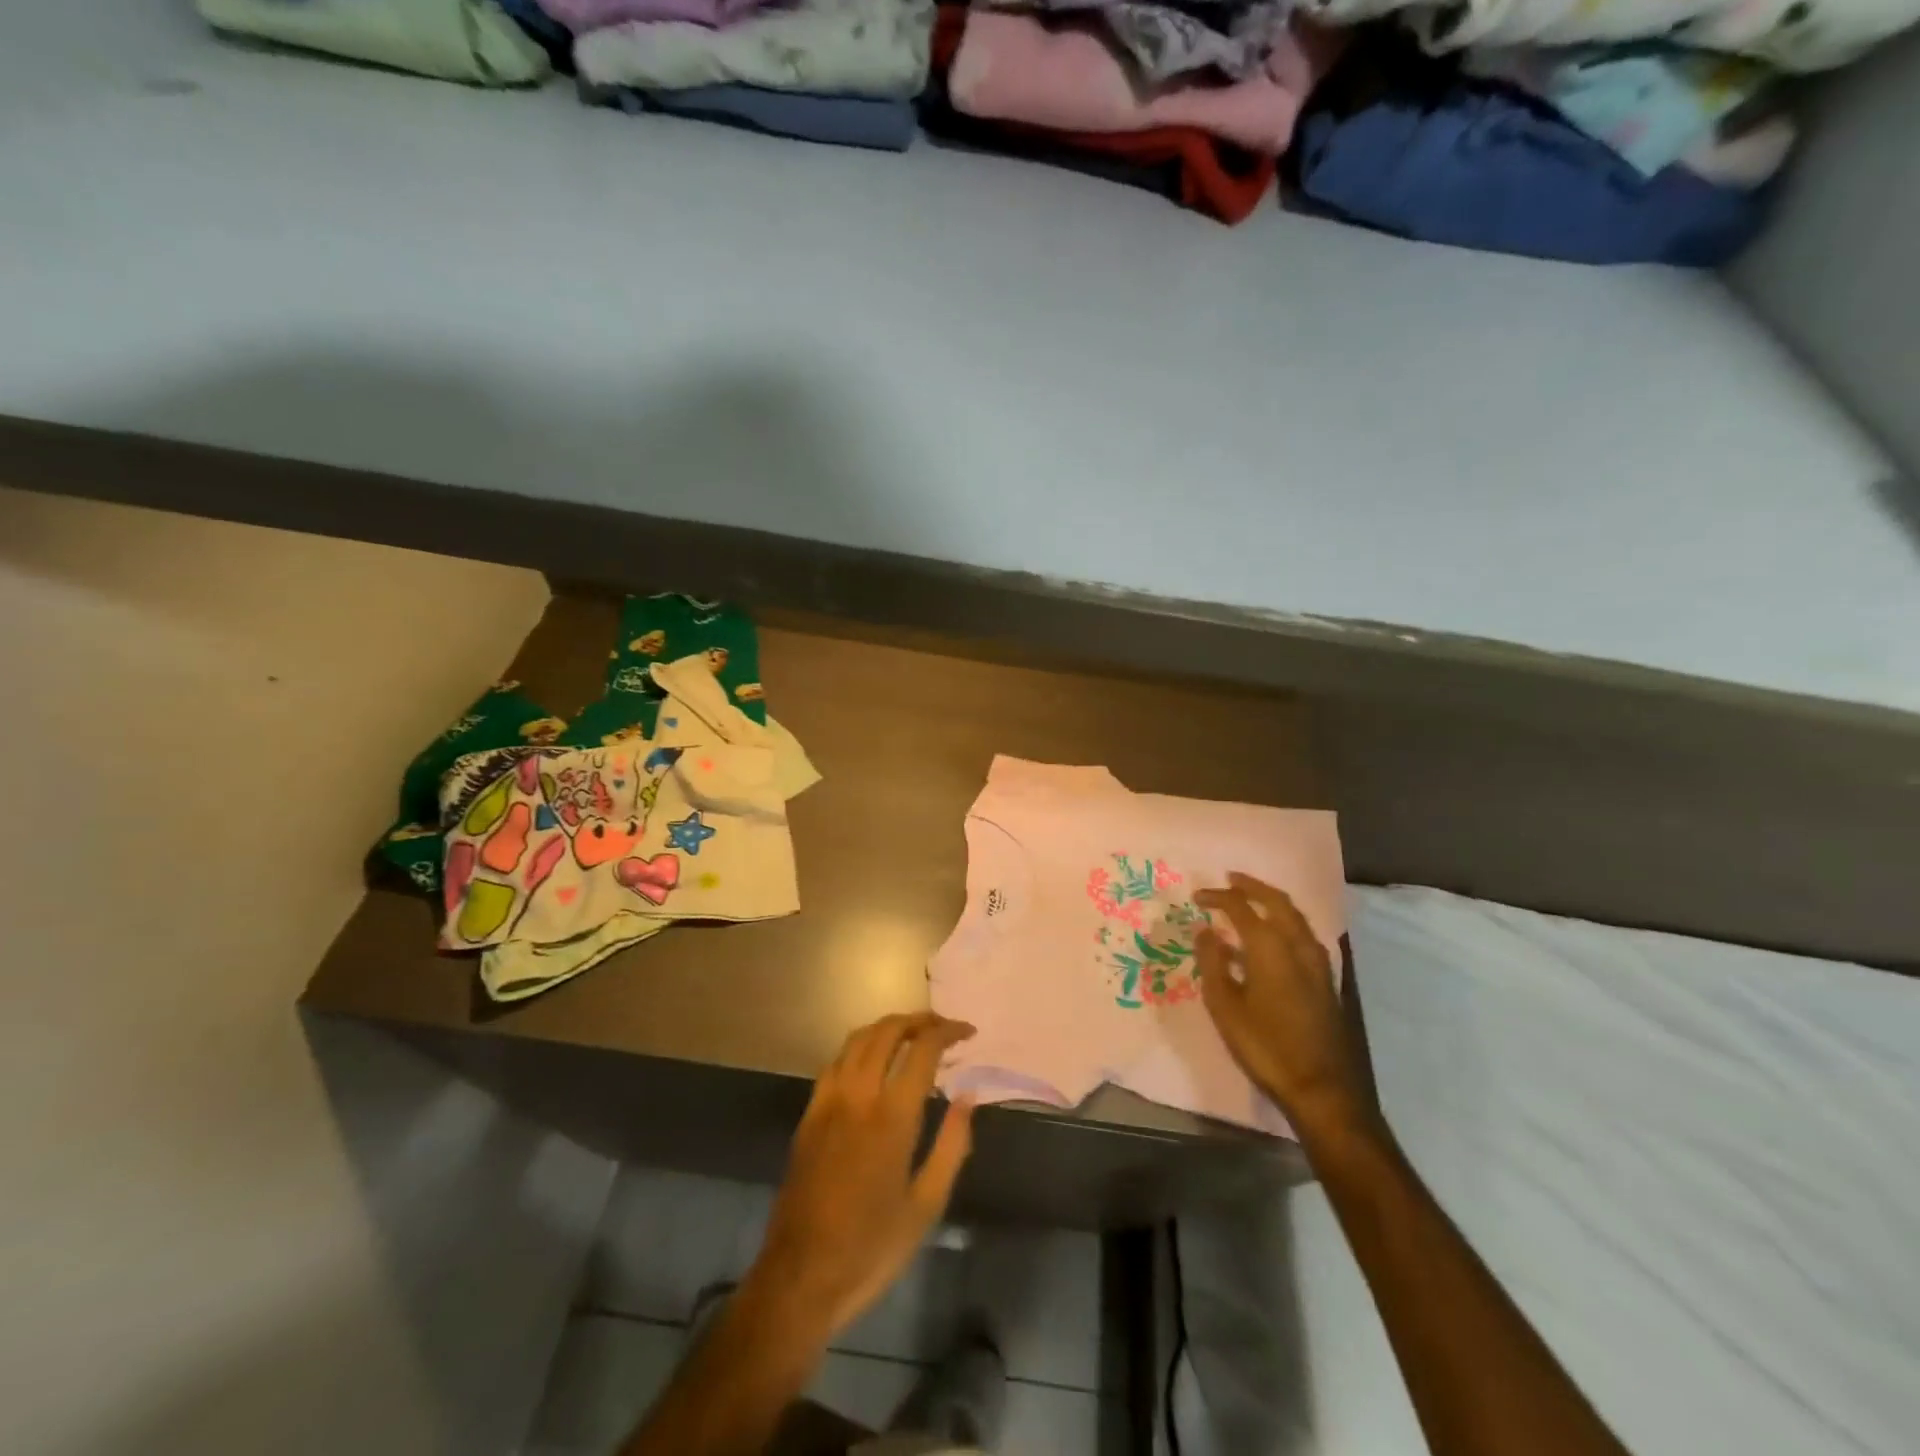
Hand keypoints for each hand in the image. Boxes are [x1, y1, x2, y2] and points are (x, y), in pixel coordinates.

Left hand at [748, 1013, 976, 1340]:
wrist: (801, 1275)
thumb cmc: (872, 1247)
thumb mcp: (926, 1205)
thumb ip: (952, 1145)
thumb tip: (967, 1097)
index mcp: (892, 1115)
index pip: (923, 1049)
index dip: (948, 1032)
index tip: (967, 1032)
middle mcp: (858, 1094)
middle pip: (888, 1031)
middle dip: (919, 1020)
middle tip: (942, 1027)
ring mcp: (828, 1100)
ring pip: (858, 1038)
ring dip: (888, 1027)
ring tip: (912, 1035)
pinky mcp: (809, 1113)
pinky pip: (836, 1060)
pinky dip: (860, 1047)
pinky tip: (872, 1062)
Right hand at [1195, 874, 1371, 1139]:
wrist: (1321, 1087)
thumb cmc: (1265, 1046)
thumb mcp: (1225, 1006)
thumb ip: (1213, 963)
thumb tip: (1206, 931)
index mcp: (1270, 947)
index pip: (1241, 907)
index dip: (1218, 897)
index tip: (1198, 897)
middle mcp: (1298, 945)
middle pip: (1276, 901)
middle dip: (1252, 886)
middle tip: (1230, 879)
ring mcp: (1318, 962)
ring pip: (1295, 916)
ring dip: (1272, 901)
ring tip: (1251, 900)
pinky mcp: (1326, 979)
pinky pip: (1303, 934)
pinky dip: (1285, 921)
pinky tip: (1273, 936)